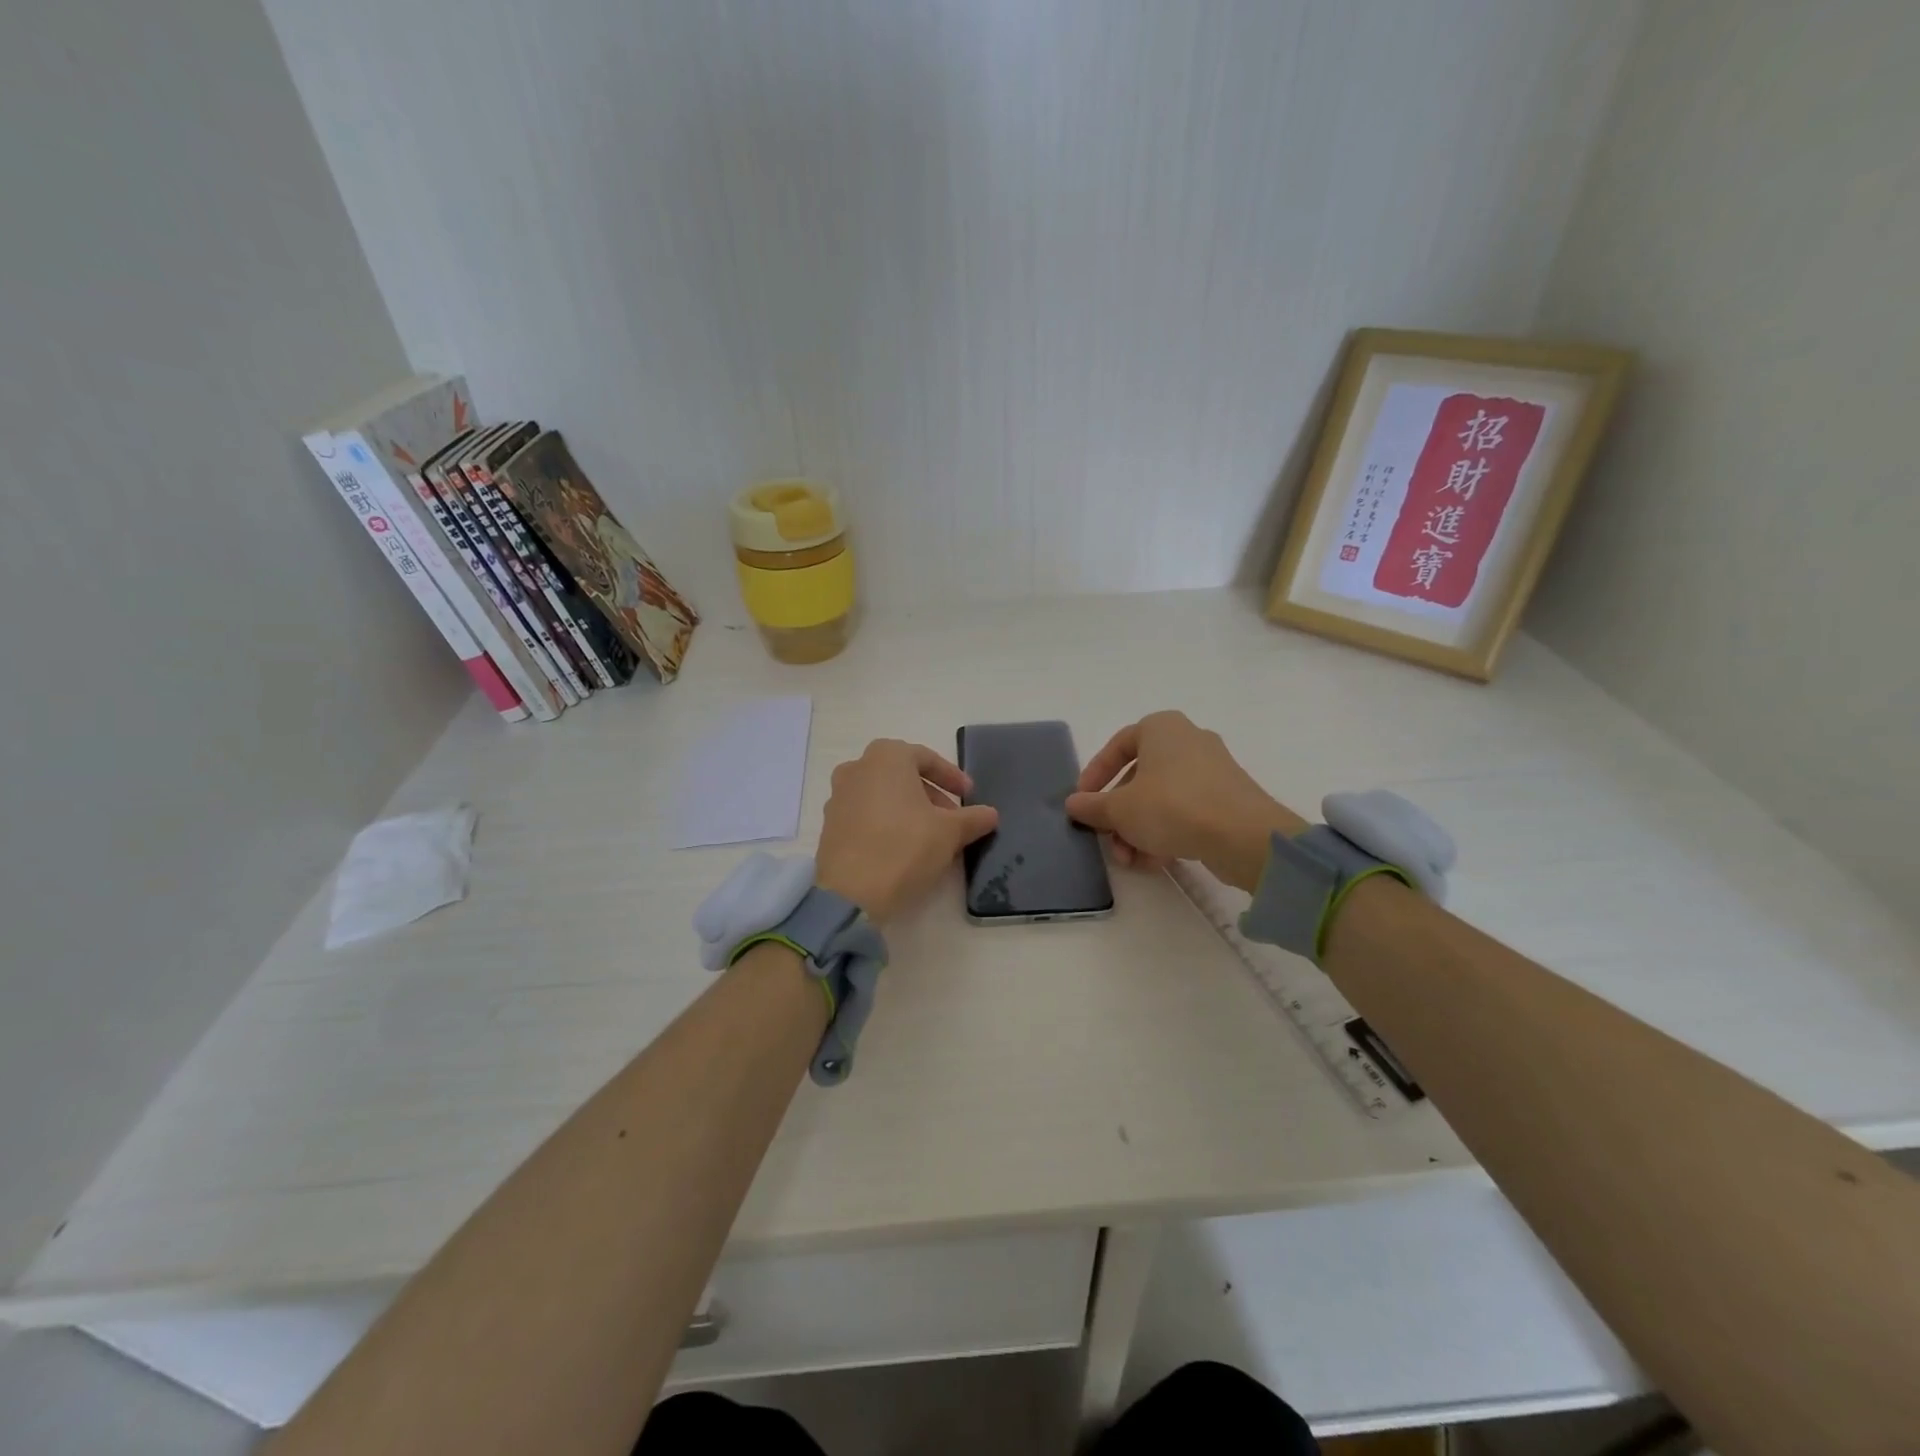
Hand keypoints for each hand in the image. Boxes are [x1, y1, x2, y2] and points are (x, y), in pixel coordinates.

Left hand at [815, 740, 998, 924]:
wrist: (850, 893)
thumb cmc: (904, 847)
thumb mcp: (950, 832)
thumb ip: (973, 818)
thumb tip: (990, 814)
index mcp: (886, 756)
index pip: (927, 758)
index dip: (952, 778)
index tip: (969, 797)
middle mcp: (857, 768)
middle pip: (902, 776)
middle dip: (931, 795)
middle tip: (953, 819)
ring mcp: (838, 796)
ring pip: (883, 795)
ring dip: (909, 810)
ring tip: (931, 836)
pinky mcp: (829, 825)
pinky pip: (866, 814)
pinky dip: (887, 823)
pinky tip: (903, 848)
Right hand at [1065, 711, 1306, 891]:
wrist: (1243, 836)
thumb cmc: (1171, 806)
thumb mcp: (1119, 809)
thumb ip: (1092, 806)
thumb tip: (1073, 804)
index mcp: (1161, 728)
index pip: (1117, 745)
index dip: (1095, 774)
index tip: (1083, 802)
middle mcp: (1188, 741)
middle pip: (1139, 778)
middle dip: (1119, 814)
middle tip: (1107, 839)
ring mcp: (1212, 770)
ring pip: (1161, 799)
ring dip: (1139, 830)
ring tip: (1130, 860)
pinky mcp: (1228, 799)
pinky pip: (1186, 812)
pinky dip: (1166, 833)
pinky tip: (1156, 861)